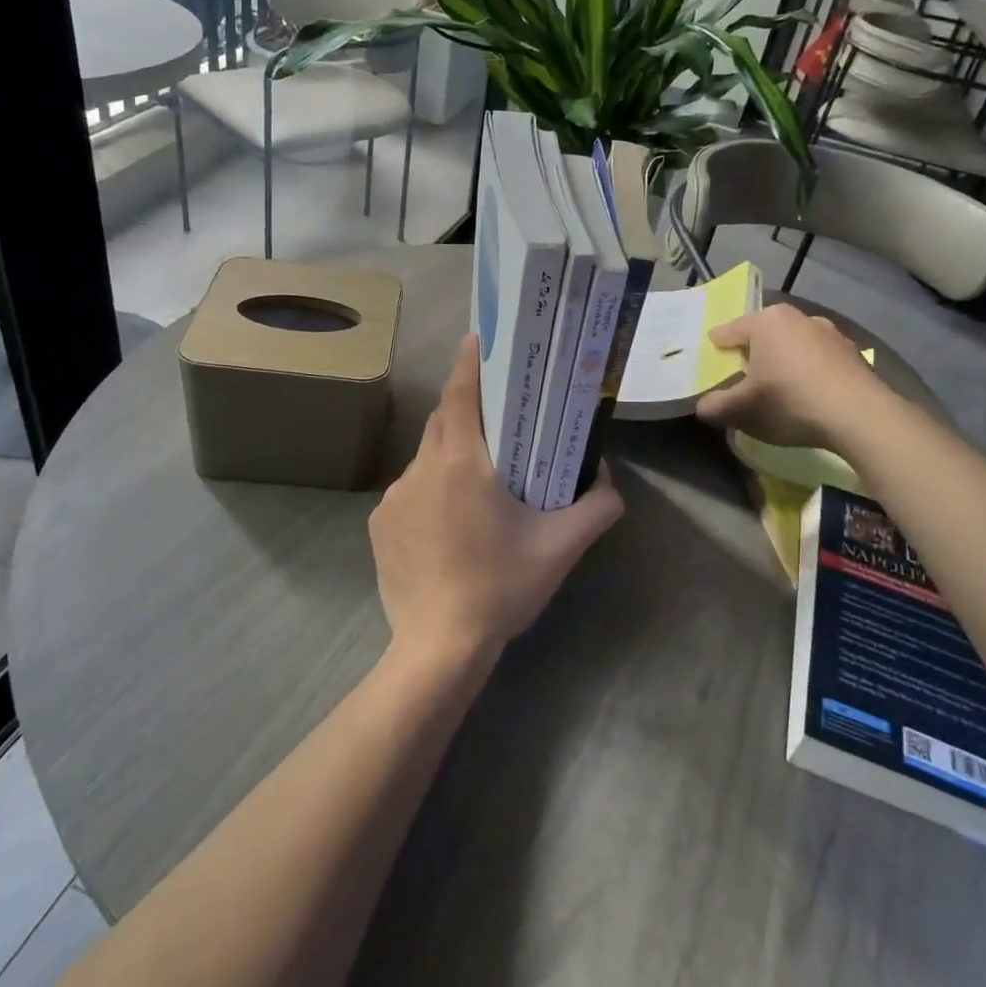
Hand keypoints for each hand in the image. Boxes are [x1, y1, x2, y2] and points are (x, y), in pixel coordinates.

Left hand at [370, 334, 623, 668]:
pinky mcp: (379, 524)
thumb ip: (596, 506)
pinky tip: (449, 525)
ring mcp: (393, 498)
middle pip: (442, 421)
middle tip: (497, 418)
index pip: (459, 395)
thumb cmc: (502, 588)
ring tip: (478, 483)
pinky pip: (410, 491)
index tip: (478, 339)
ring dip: (450, 456)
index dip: (469, 362)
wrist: (438, 647)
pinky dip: (431, 491)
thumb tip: (606, 477)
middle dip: (467, 410)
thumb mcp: (560, 548)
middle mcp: (420, 470)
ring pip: (426, 457)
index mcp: (461, 464)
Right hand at [695, 304, 897, 451]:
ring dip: (782, 361)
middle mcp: (797, 317)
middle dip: (751, 353)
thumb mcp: (742, 410)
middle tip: (742, 376)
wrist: (860, 416)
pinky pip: (817, 359)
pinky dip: (808, 371)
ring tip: (777, 387)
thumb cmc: (790, 402)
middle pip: (762, 334)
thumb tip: (703, 406)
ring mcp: (830, 333)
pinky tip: (808, 395)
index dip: (715, 348)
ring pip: (792, 345)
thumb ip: (716, 406)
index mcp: (765, 321)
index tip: (710, 363)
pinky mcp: (852, 353)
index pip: (728, 330)